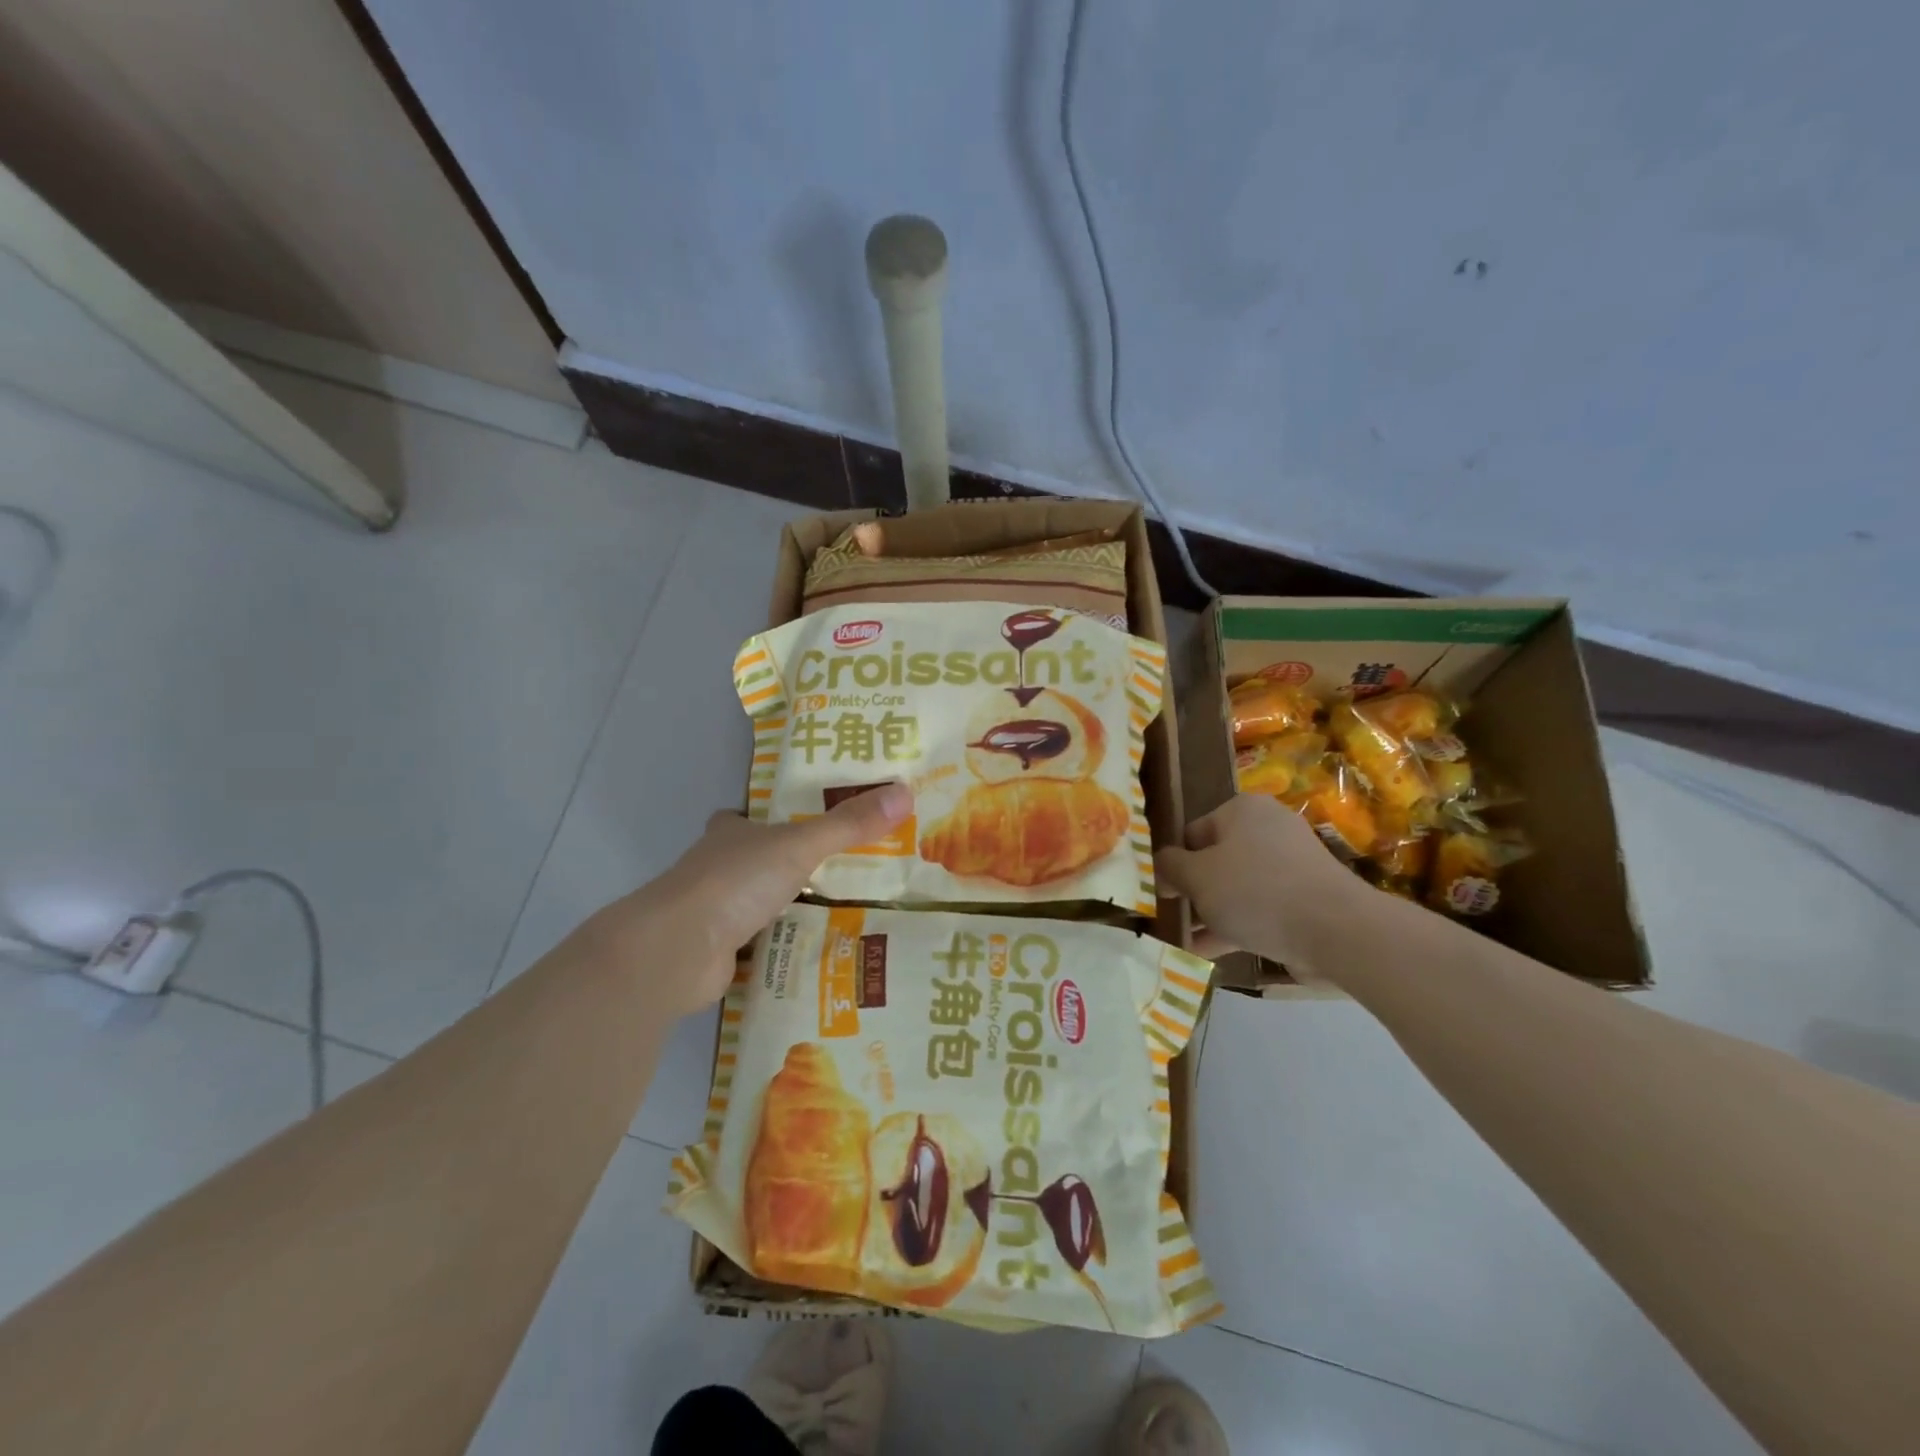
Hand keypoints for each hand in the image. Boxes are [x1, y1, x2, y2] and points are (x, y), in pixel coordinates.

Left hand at [609, 782, 913, 1015]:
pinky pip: (757, 944)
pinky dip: (779, 946)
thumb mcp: (801, 845)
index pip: (745, 818)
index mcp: (730, 835)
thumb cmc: (736, 882)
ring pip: (755, 904)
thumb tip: (905, 793)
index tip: (804, 824)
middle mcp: (716, 869)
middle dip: (784, 866)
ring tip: (839, 910)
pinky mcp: (716, 953)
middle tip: (838, 870)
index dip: (767, 818)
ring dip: (785, 907)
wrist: (678, 951)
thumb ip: (849, 825)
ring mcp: (713, 913)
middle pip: (752, 861)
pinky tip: (813, 951)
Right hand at [1155, 793, 1365, 976]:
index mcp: (1241, 810)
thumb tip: (1163, 865)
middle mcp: (1268, 830)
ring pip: (1237, 889)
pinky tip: (1206, 954)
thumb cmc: (1255, 891)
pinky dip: (1235, 927)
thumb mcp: (1197, 877)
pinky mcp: (1305, 899)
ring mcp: (1291, 866)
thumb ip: (1171, 867)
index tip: (1163, 894)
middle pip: (1215, 861)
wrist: (1336, 930)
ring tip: (1182, 942)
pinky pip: (1259, 909)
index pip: (1192, 833)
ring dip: (1210, 914)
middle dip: (1193, 892)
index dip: (1174, 864)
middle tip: (1171, 919)